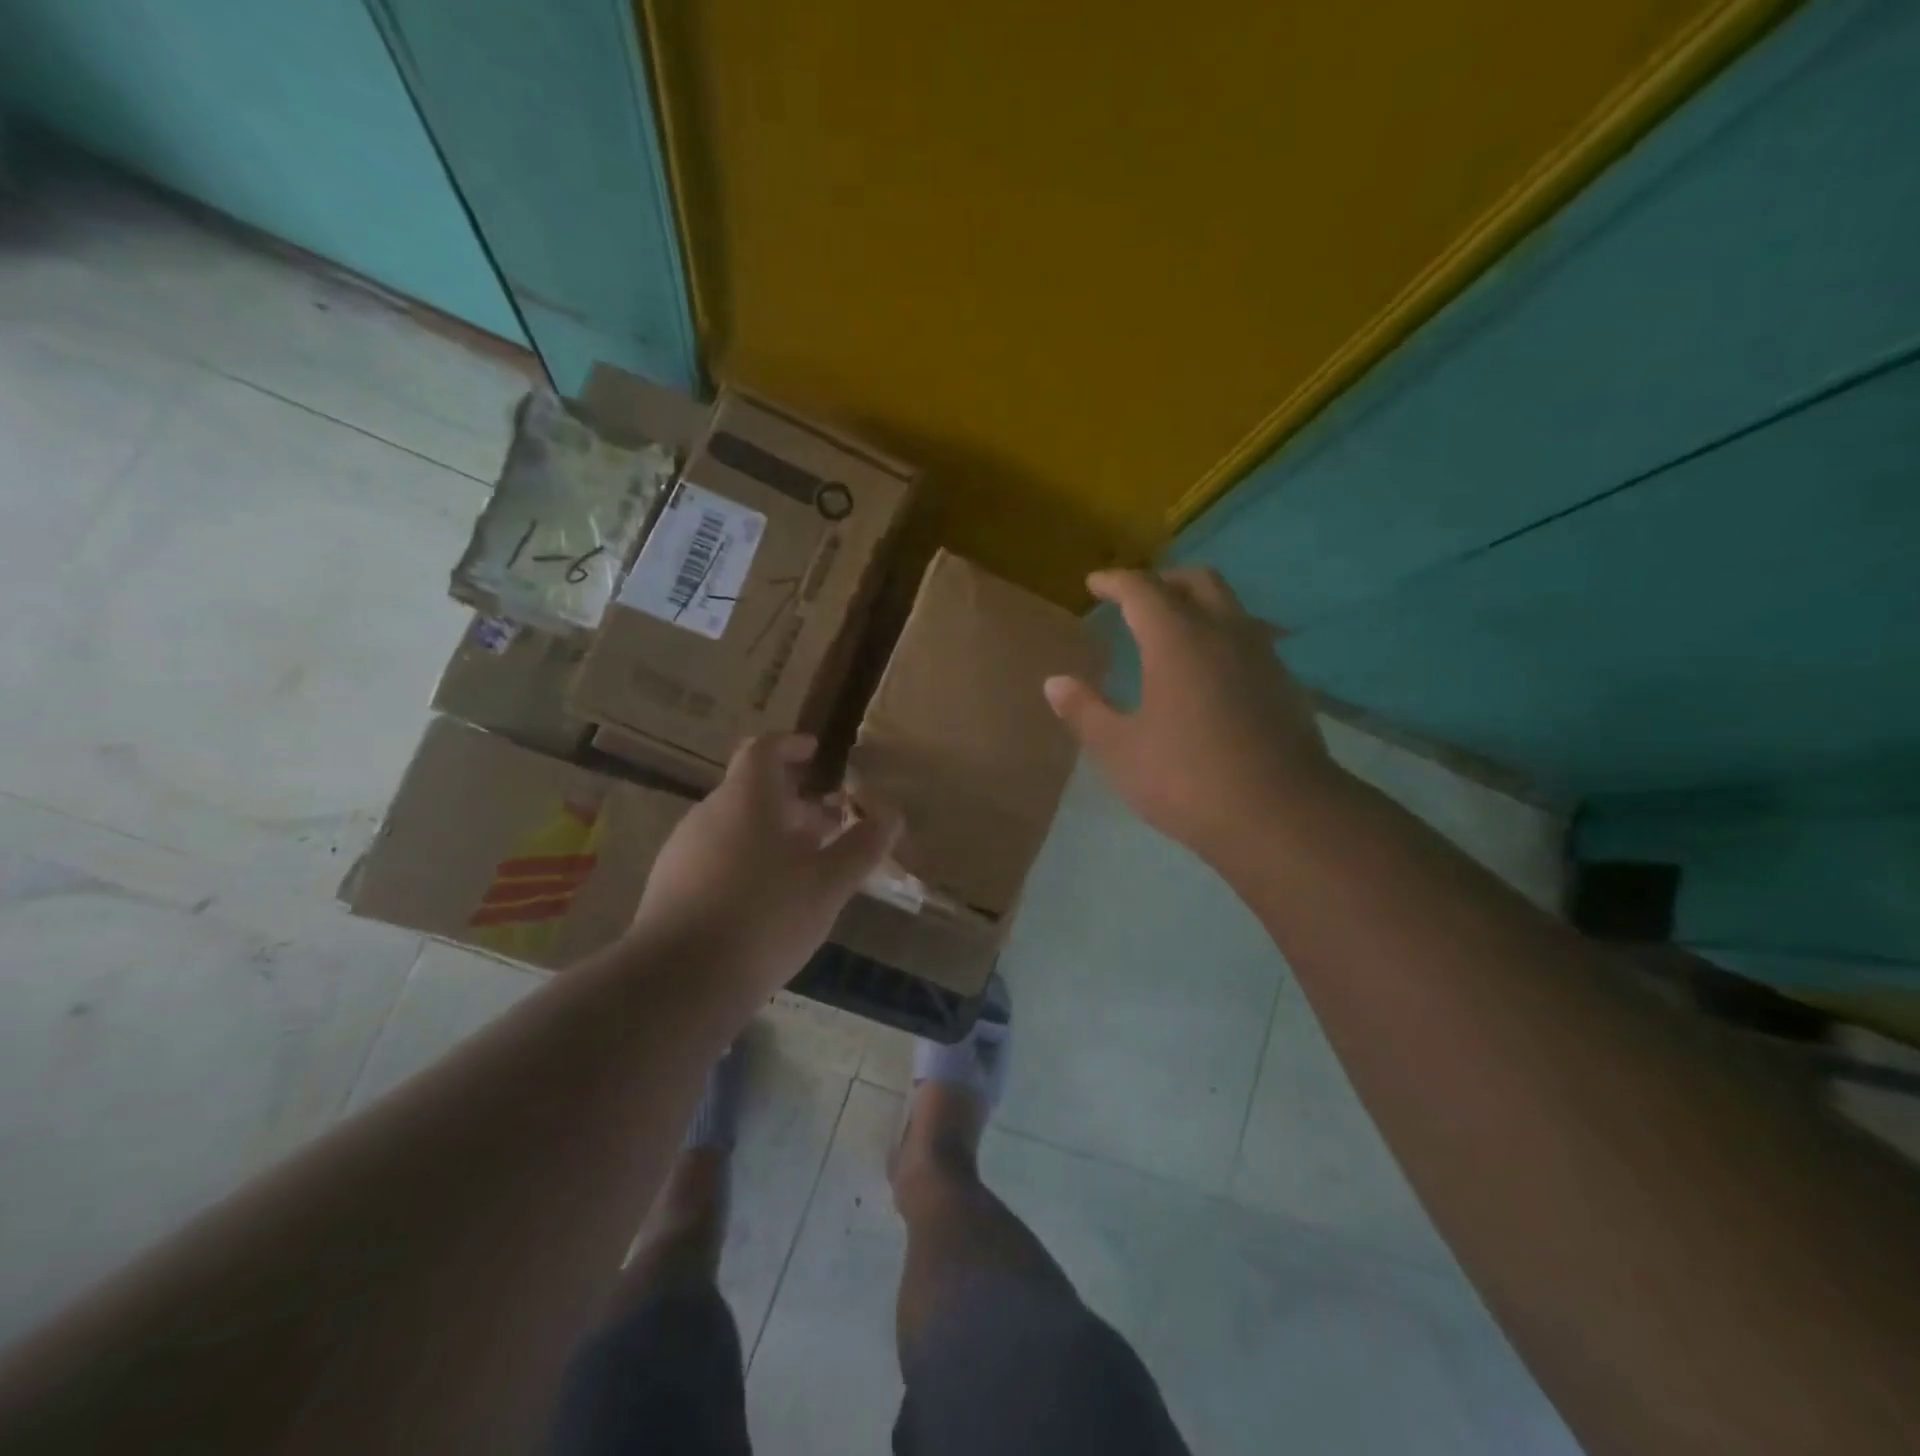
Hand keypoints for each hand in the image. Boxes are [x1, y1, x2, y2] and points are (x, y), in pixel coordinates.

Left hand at [631, 734, 898, 992]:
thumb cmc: (765, 916)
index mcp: (746, 798)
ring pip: (735, 826)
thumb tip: (891, 814)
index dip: (791, 745)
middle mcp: (709, 813)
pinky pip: (716, 857)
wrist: (680, 981)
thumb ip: (863, 845)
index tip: (815, 752)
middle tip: (830, 823)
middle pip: (752, 790)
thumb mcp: (829, 883)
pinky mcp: (670, 887)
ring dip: (772, 834)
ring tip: (806, 866)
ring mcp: (683, 850)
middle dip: (794, 801)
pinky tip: (768, 901)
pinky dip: (747, 861)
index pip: (764, 749)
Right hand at [1043, 567, 1337, 861]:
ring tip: (1172, 629)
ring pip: (1229, 606)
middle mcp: (1223, 633)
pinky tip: (1209, 670)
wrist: (1282, 815)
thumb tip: (1055, 683)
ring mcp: (1261, 656)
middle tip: (1136, 597)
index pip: (1142, 589)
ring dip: (1197, 604)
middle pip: (1196, 581)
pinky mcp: (1284, 683)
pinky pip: (1248, 637)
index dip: (1115, 582)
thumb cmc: (1187, 778)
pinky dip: (1220, 635)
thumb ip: (1085, 711)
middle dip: (1162, 580)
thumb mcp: (1120, 750)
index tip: (1094, 584)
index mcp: (1177, 639)